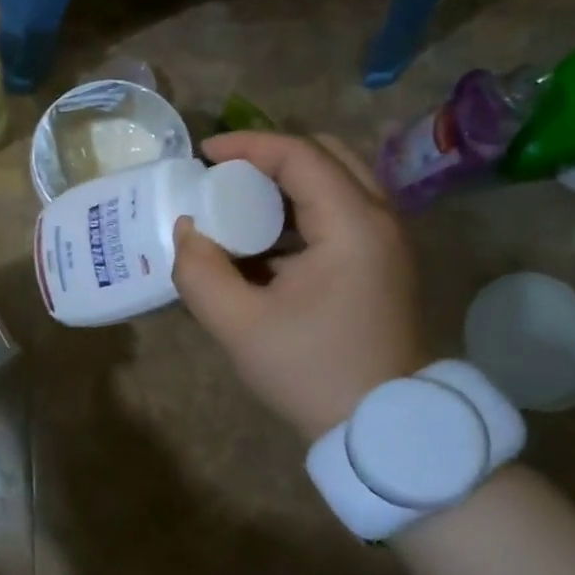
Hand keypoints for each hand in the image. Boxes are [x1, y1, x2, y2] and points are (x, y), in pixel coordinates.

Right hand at [172, 132, 425, 443]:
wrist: (382, 428)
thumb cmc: (311, 372)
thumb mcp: (239, 325)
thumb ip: (199, 272)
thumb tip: (186, 231)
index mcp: (352, 225)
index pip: (299, 155)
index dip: (247, 145)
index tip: (203, 154)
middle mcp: (380, 219)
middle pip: (327, 155)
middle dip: (271, 156)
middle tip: (226, 177)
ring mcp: (388, 241)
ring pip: (339, 181)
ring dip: (288, 183)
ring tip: (241, 205)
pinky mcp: (384, 262)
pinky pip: (344, 211)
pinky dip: (304, 209)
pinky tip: (268, 241)